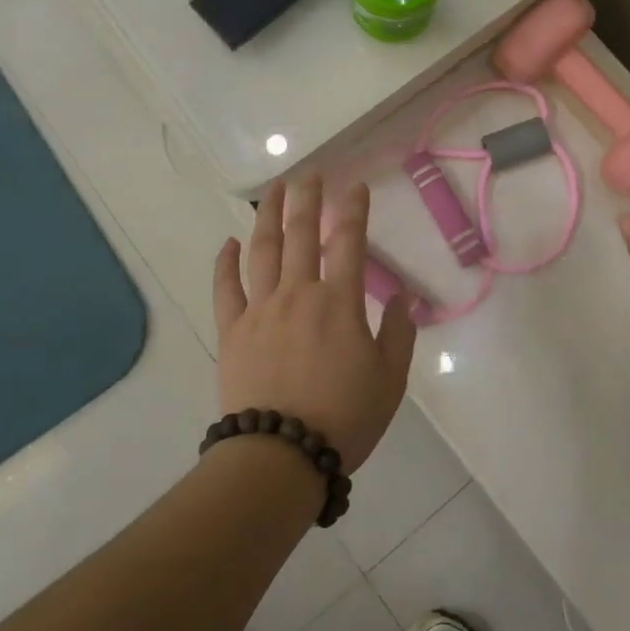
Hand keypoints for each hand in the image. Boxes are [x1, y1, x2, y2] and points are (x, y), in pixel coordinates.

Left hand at [212, 177, 416, 473]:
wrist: (280, 456)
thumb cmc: (344, 418)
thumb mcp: (390, 379)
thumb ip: (400, 332)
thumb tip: (404, 296)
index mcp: (340, 302)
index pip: (349, 241)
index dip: (354, 209)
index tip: (355, 186)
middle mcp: (298, 293)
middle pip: (302, 233)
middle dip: (308, 198)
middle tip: (310, 174)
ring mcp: (260, 309)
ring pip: (263, 250)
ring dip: (268, 216)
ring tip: (274, 191)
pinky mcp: (232, 330)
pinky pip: (226, 288)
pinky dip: (225, 262)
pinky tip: (228, 242)